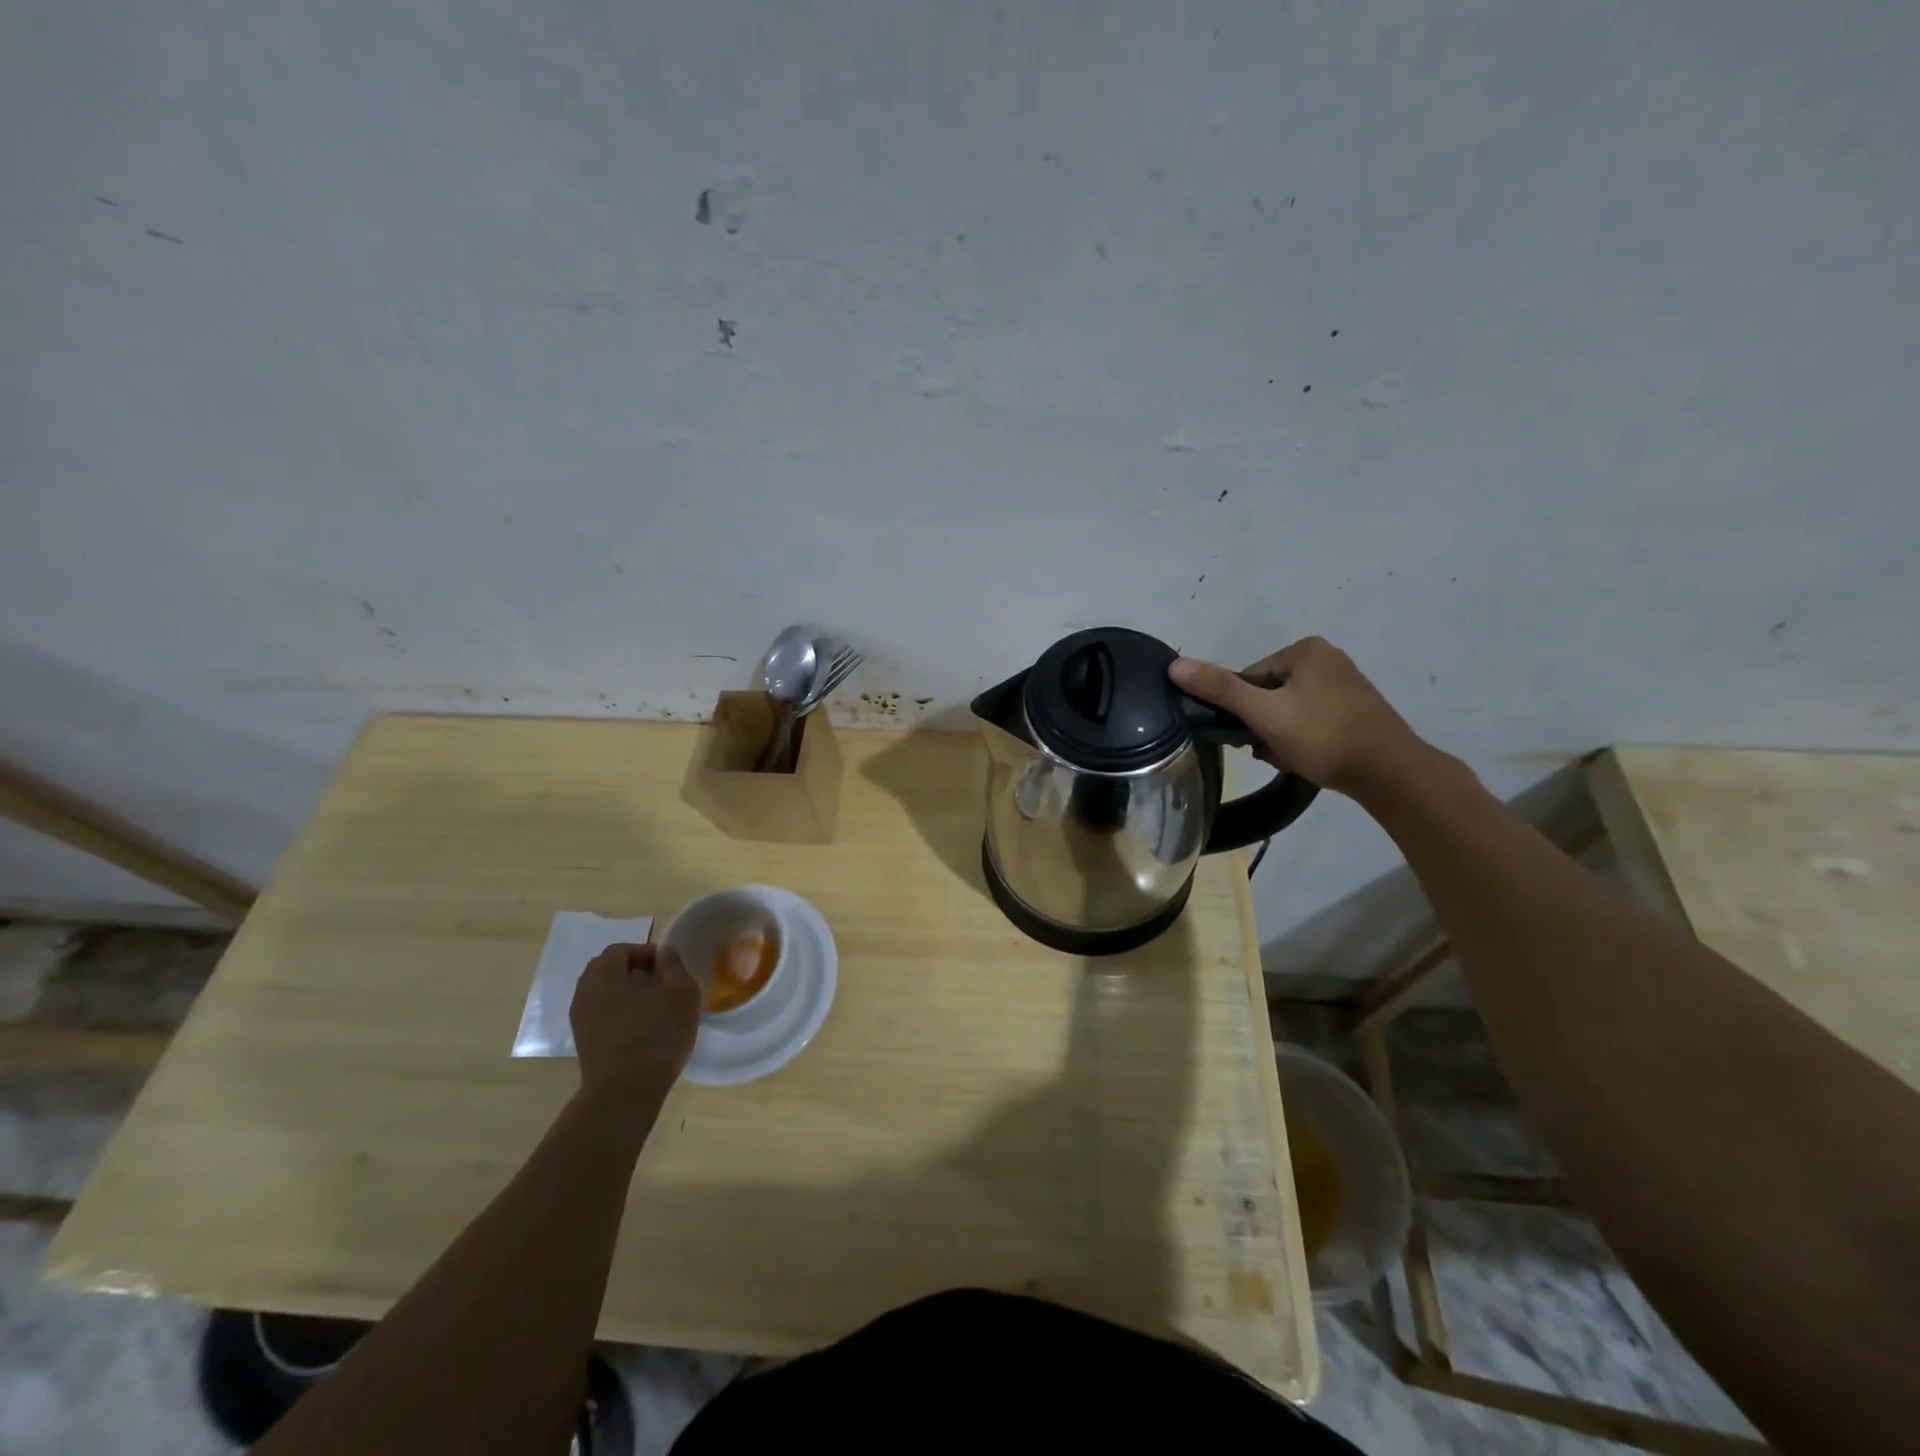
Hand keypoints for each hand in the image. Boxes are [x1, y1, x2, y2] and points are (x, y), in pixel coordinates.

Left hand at [569, 943, 700, 1101]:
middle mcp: (584, 993)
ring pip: (606, 995)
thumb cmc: (656, 1033)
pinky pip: (604, 1017)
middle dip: (636, 972)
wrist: (625, 1093)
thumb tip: (664, 952)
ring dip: (629, 995)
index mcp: (603, 974)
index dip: (648, 952)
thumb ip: (673, 964)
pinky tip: (644, 1030)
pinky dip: (622, 1015)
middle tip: (664, 984)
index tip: (671, 968)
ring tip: (657, 1007)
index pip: (622, 949)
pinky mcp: (586, 1045)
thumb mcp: (680, 991)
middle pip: (609, 971)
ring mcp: (580, 1022)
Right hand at [1169, 636, 1426, 795]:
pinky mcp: (1354, 709)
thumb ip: (1220, 689)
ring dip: (1278, 736)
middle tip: (1270, 749)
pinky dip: (1301, 739)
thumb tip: (1174, 665)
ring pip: (1287, 710)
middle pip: (1267, 694)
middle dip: (1262, 725)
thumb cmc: (1323, 737)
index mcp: (1305, 649)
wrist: (1390, 773)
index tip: (1252, 735)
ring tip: (1289, 757)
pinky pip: (1309, 720)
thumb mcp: (1265, 713)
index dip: (1243, 710)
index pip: (1249, 678)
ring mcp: (1343, 684)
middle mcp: (1326, 658)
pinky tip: (1305, 758)